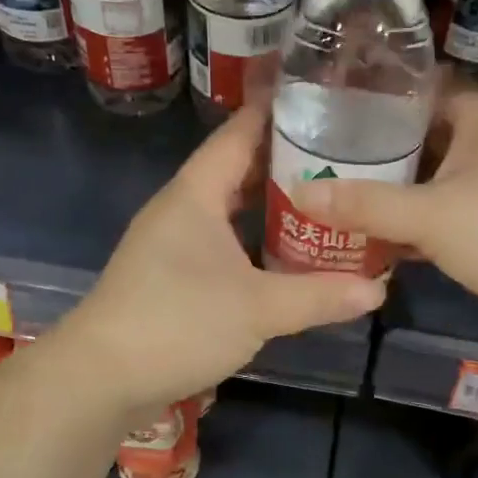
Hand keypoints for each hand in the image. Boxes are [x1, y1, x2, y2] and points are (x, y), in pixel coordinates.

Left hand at [62, 105, 385, 414]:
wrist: (100, 379)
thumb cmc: (177, 324)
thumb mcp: (257, 308)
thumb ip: (319, 295)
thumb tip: (378, 289)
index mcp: (195, 194)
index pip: (239, 133)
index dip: (276, 112)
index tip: (321, 98)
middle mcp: (181, 208)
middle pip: (237, 169)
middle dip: (285, 162)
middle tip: (341, 156)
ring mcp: (170, 243)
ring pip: (228, 209)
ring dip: (270, 205)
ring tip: (323, 200)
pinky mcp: (169, 276)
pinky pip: (220, 242)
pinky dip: (253, 240)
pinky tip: (284, 254)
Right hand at [290, 84, 477, 345]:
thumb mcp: (431, 215)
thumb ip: (365, 204)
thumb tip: (299, 192)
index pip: (422, 90)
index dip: (376, 97)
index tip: (327, 110)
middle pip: (423, 138)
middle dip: (376, 153)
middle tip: (320, 161)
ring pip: (435, 181)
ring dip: (395, 194)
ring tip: (337, 198)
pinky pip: (448, 215)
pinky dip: (418, 226)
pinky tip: (377, 240)